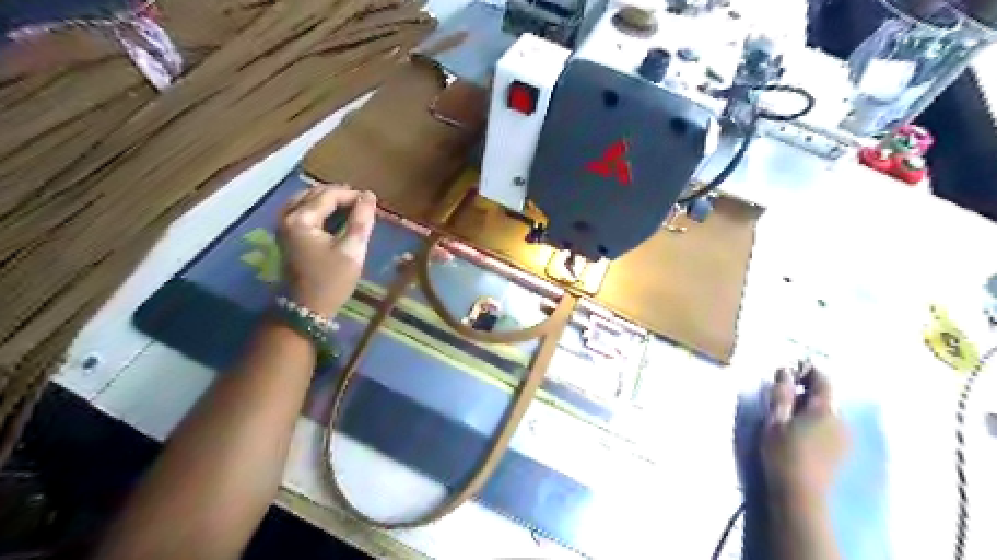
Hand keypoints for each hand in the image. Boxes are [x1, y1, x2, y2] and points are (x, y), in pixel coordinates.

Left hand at [276, 186, 378, 317]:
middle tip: (364, 205)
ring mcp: (283, 225)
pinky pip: (303, 210)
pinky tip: (336, 217)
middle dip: (340, 195)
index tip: (372, 202)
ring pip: (307, 200)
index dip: (352, 195)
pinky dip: (320, 209)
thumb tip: (369, 195)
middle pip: (315, 193)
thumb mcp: (352, 250)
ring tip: (352, 209)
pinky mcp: (286, 234)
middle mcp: (287, 216)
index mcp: (301, 219)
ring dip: (329, 201)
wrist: (306, 308)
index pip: (329, 195)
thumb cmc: (332, 281)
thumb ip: (361, 220)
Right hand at [764, 366, 847, 504]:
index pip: (823, 379)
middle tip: (782, 392)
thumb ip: (782, 393)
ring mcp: (844, 437)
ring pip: (828, 411)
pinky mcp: (842, 450)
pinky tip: (800, 430)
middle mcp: (841, 420)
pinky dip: (816, 420)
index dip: (808, 370)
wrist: (801, 493)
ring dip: (810, 406)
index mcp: (824, 410)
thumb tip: (785, 369)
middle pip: (826, 396)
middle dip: (806, 389)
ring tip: (788, 413)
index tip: (790, 368)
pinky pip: (830, 426)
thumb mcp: (775, 419)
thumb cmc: (783, 452)